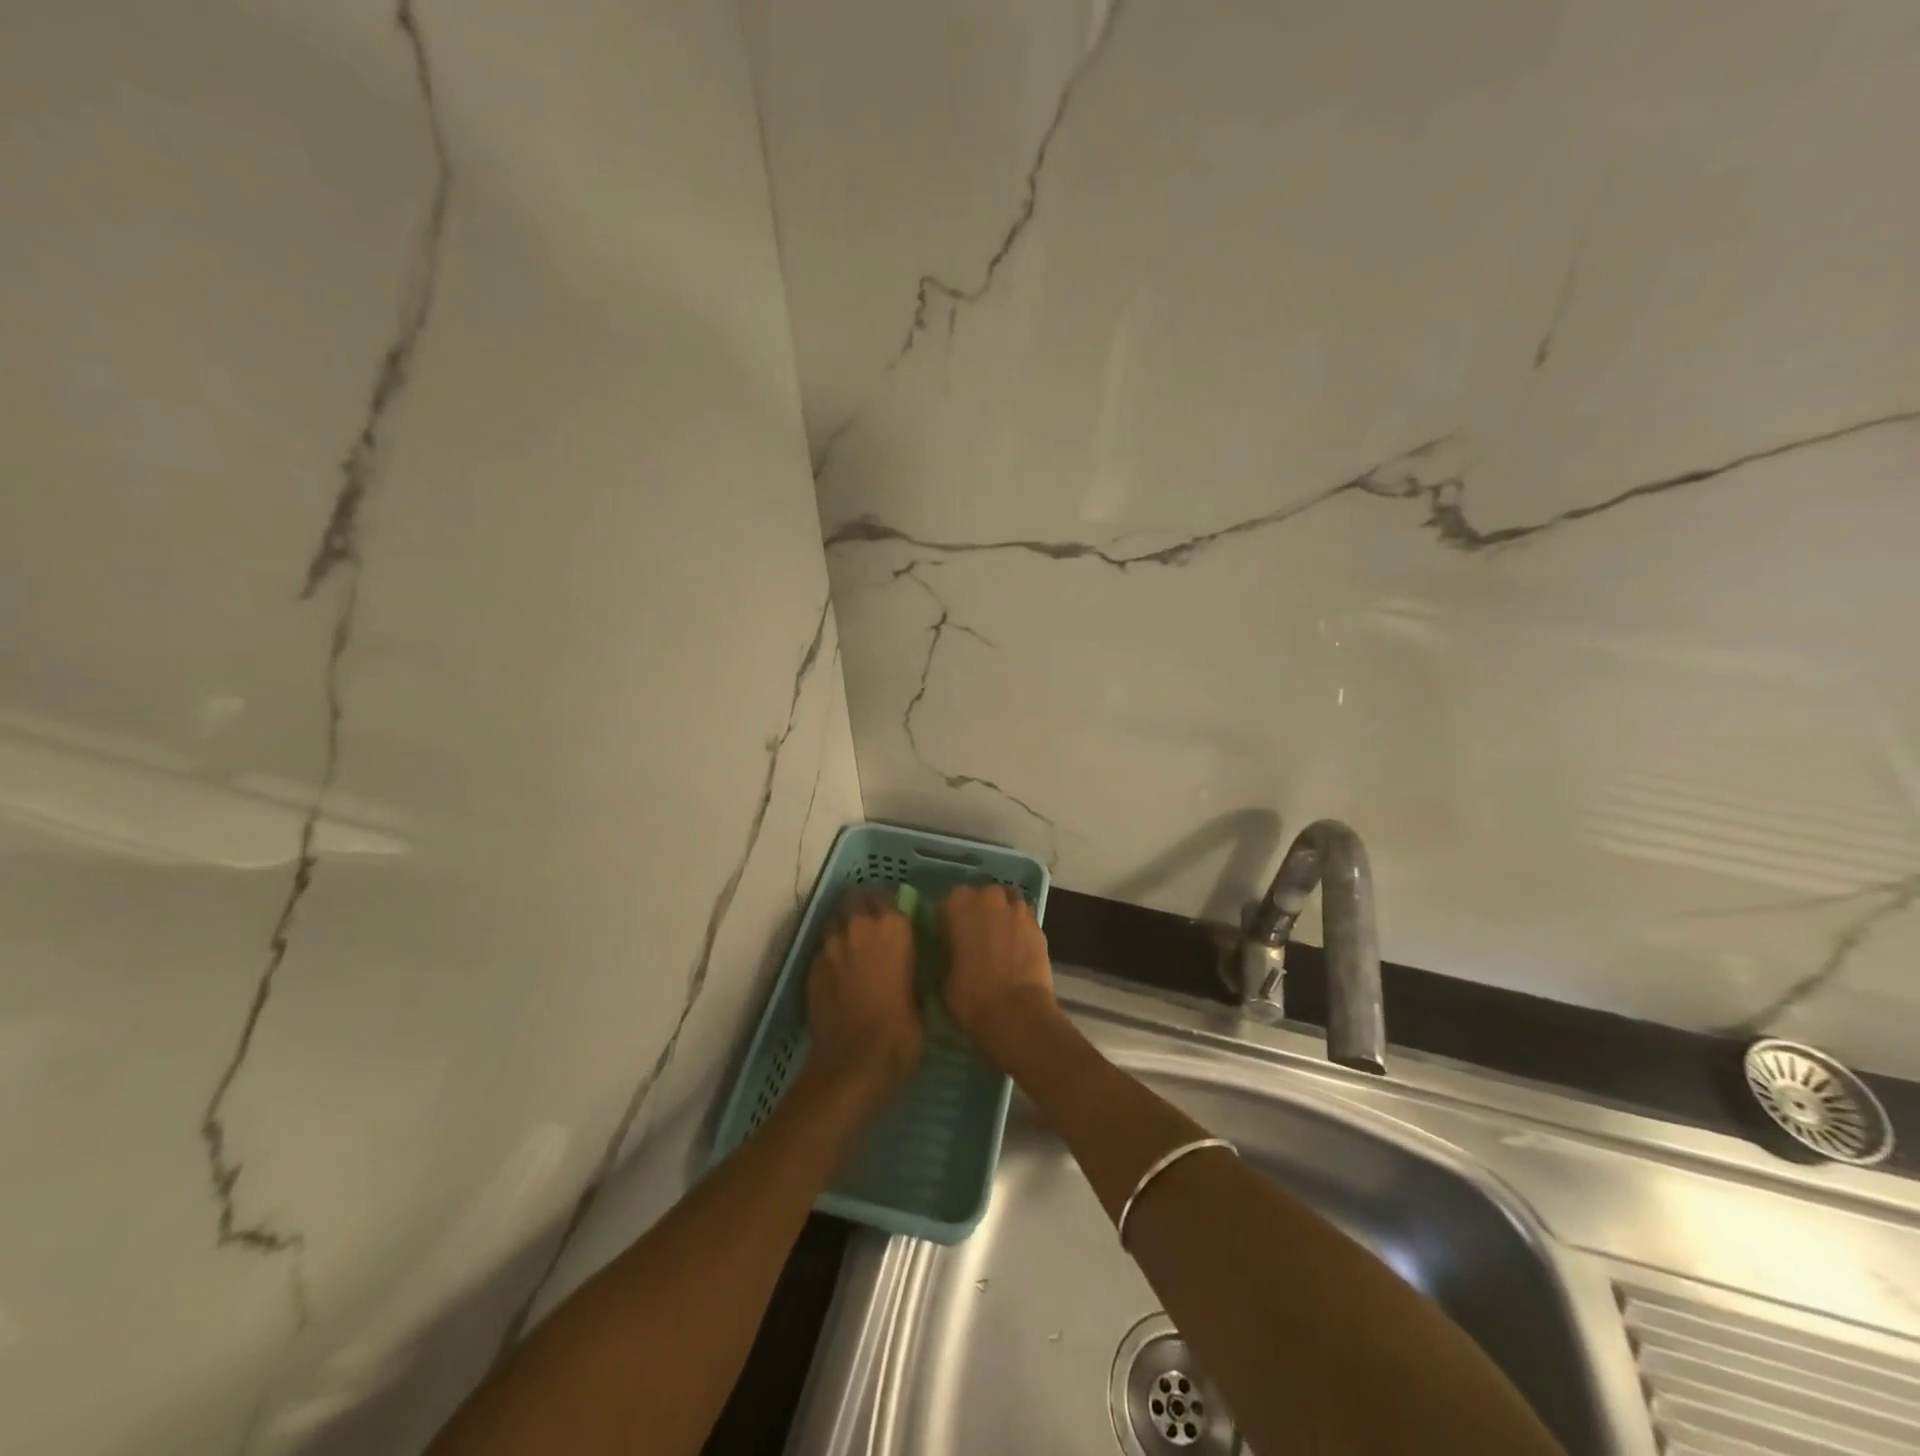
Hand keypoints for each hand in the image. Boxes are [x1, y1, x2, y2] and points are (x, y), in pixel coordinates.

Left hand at [806, 890, 923, 1114]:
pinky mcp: (812, 967)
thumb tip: (910, 960)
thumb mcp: (922, 997)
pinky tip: (839, 973)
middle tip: (872, 927)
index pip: (889, 896)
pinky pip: (823, 948)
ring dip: (844, 927)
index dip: (890, 906)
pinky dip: (831, 953)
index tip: (896, 918)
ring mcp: (831, 946)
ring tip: (853, 947)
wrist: (854, 1064)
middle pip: (855, 900)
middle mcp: (859, 927)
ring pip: (834, 920)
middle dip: (862, 907)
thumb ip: (913, 967)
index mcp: (894, 929)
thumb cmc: (901, 1033)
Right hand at [942, 883, 1059, 1067]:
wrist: (1016, 1013)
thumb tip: (950, 949)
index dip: (950, 918)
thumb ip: (946, 952)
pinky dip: (1018, 931)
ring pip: (1006, 905)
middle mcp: (989, 897)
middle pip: (982, 897)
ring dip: (1001, 918)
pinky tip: (1015, 951)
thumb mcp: (943, 975)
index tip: (950, 936)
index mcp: (958, 903)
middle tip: (974, 939)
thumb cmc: (970, 995)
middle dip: (978, 913)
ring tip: (998, 943)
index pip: (950, 900)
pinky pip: (1023, 921)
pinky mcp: (1038, 926)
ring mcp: (1017, 910)